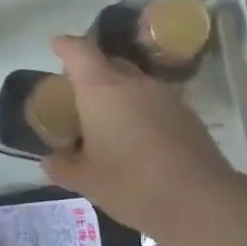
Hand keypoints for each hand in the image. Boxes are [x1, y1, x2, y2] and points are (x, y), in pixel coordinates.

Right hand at [41, 34, 237, 239]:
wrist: (198, 199)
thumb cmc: (130, 183)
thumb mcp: (86, 180)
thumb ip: (62, 167)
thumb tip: (49, 161)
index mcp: (102, 88)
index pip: (79, 52)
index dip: (66, 46)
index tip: (56, 45)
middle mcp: (134, 82)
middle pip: (110, 64)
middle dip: (93, 74)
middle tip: (79, 96)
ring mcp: (165, 95)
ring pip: (136, 84)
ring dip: (120, 95)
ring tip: (109, 122)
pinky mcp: (188, 114)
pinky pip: (156, 103)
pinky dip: (143, 112)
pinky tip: (139, 140)